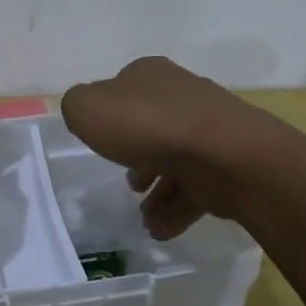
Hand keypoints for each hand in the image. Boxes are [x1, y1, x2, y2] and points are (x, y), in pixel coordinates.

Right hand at [61, 57, 293, 239]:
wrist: (224, 155)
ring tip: (142, 216)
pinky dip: (177, 209)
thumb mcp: (87, 109)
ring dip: (158, 188)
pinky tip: (160, 230)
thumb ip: (77, 107)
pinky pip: (197, 187)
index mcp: (150, 75)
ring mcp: (210, 130)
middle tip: (128, 183)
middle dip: (137, 155)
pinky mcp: (229, 163)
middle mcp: (182, 95)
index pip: (123, 89)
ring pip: (176, 159)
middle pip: (152, 126)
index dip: (109, 115)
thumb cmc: (147, 126)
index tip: (101, 142)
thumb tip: (86, 113)